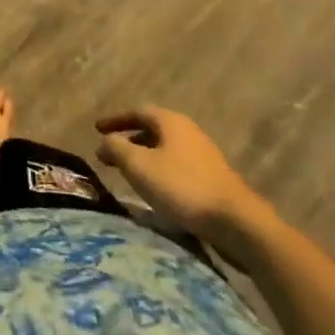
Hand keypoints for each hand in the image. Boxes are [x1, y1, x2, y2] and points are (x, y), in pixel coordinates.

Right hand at [95, 108, 271, 262]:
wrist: (236, 223)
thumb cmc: (182, 187)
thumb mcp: (139, 165)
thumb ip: (116, 148)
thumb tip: (105, 142)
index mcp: (171, 122)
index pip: (137, 111)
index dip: (115, 120)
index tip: (97, 129)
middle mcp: (189, 132)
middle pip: (153, 130)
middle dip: (130, 140)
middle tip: (111, 153)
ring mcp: (204, 156)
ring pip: (166, 150)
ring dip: (145, 157)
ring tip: (130, 174)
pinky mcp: (213, 180)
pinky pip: (178, 167)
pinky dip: (161, 172)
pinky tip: (156, 191)